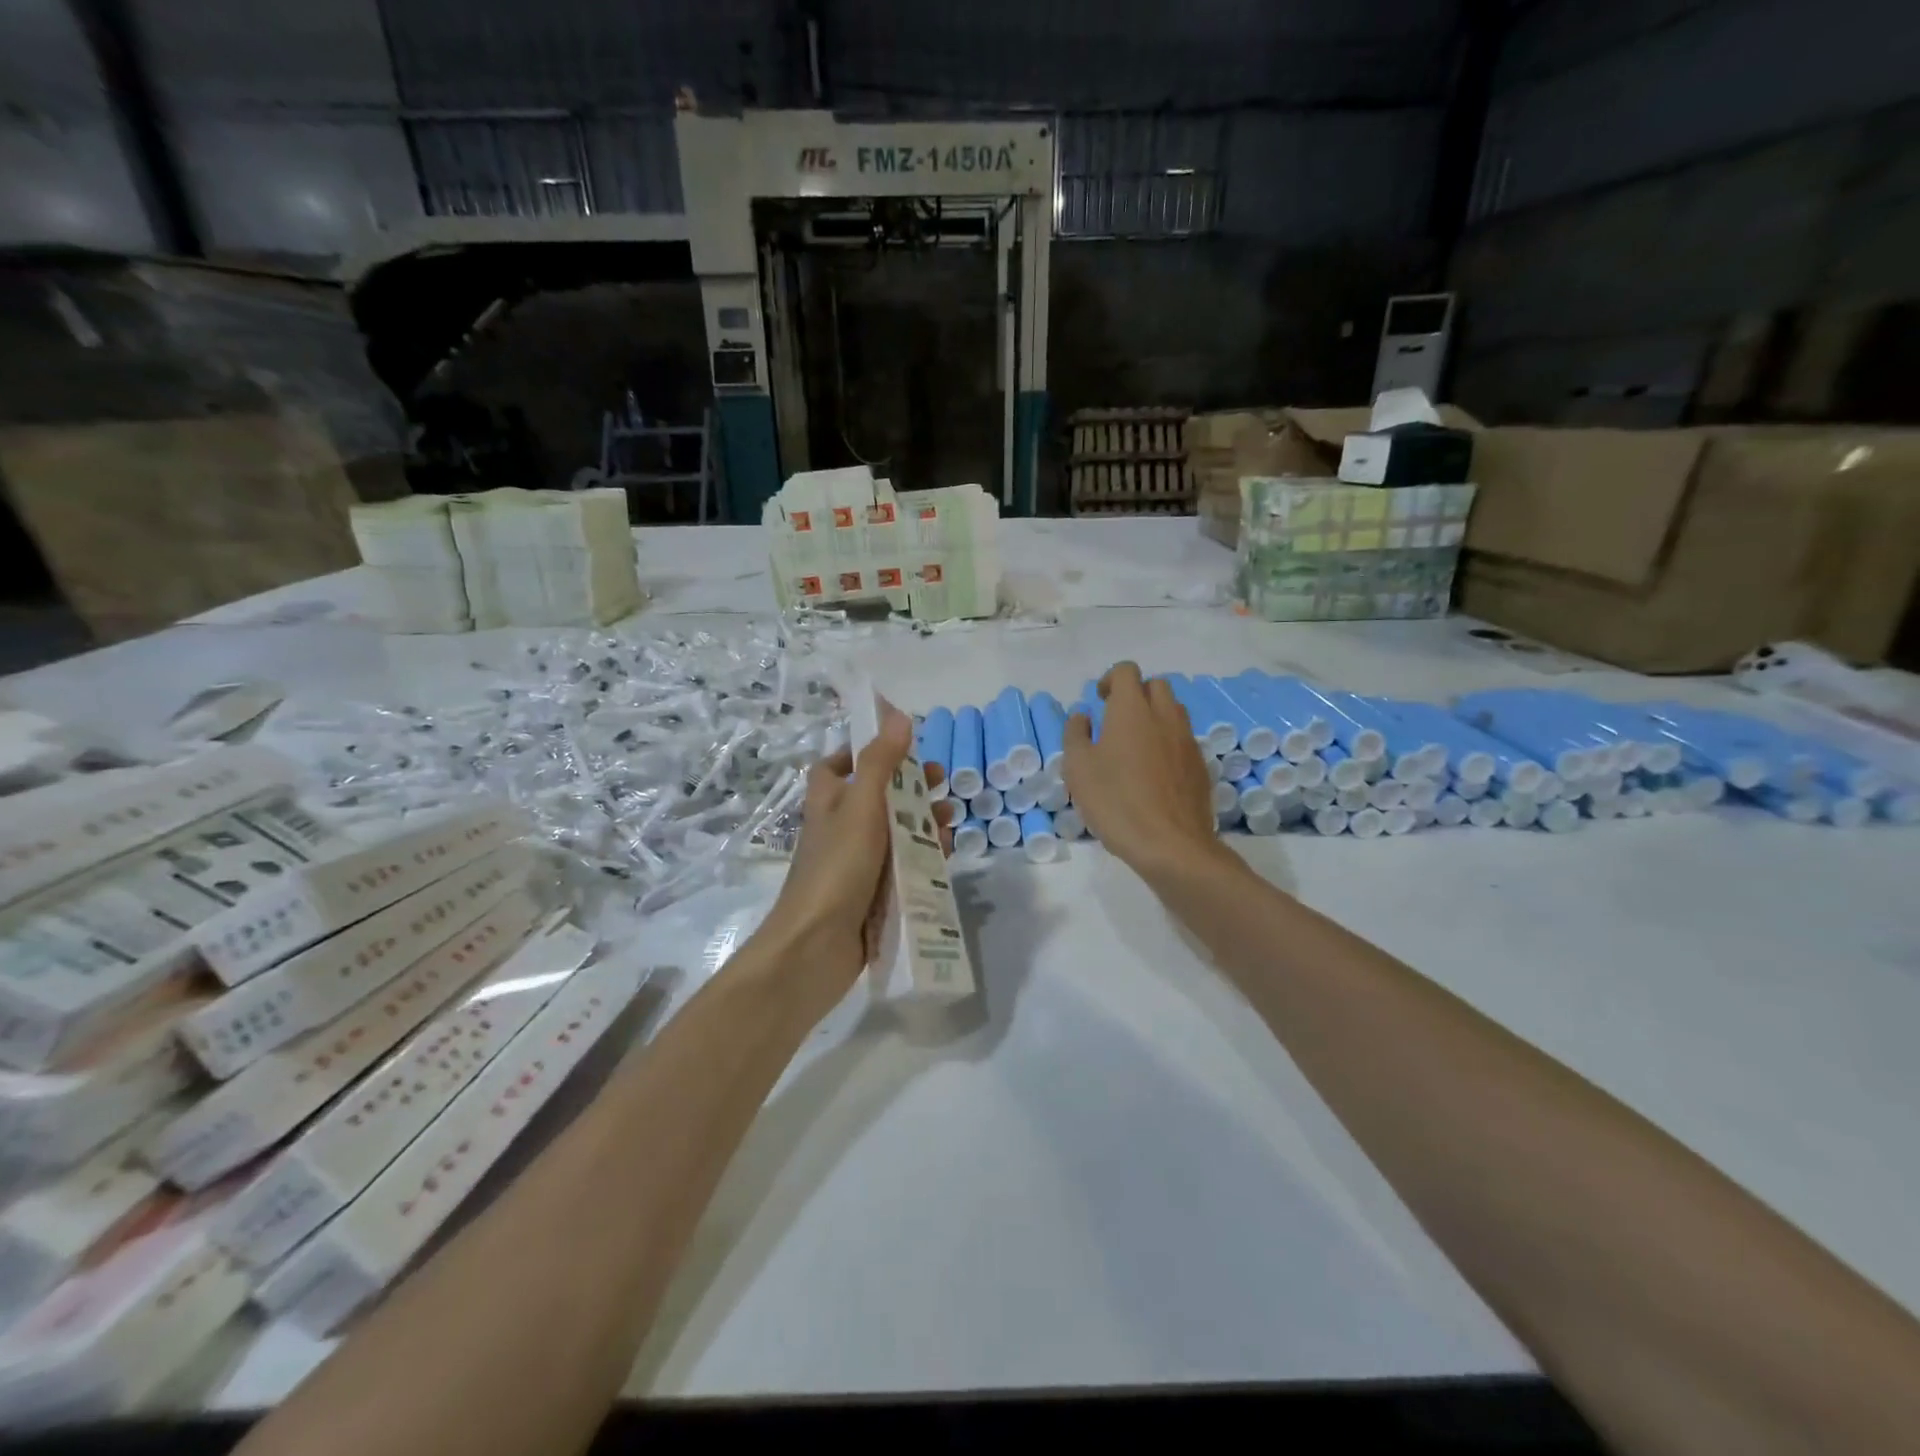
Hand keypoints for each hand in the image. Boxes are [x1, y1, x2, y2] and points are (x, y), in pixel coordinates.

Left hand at [758, 705, 952, 1015]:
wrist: (816, 947)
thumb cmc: (836, 867)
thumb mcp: (860, 807)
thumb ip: (880, 763)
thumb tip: (897, 715)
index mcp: (828, 802)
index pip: (836, 766)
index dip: (863, 753)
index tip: (898, 747)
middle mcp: (841, 829)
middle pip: (877, 797)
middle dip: (911, 787)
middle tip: (942, 780)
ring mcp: (857, 863)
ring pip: (896, 832)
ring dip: (925, 820)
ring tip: (952, 817)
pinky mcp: (874, 893)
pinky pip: (904, 865)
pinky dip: (925, 855)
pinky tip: (948, 852)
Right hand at [1062, 662, 1221, 882]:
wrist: (1171, 845)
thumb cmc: (1116, 801)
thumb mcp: (1078, 768)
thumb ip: (1076, 734)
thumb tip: (1083, 716)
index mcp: (1132, 710)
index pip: (1127, 671)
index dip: (1111, 679)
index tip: (1099, 701)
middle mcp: (1165, 716)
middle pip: (1156, 685)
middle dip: (1136, 694)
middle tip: (1116, 720)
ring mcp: (1187, 740)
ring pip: (1173, 711)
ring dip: (1154, 716)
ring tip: (1135, 745)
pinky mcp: (1200, 765)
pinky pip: (1183, 739)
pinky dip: (1168, 742)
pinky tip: (1153, 772)